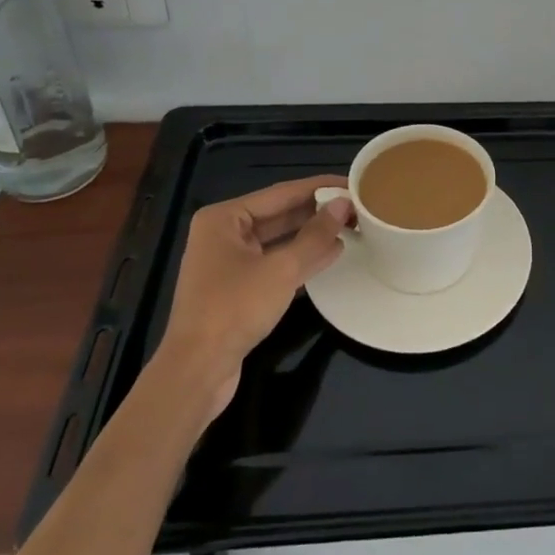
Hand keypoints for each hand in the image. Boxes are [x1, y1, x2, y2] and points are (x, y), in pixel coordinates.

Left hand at [157, 176, 352, 418]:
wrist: (196, 371)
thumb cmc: (234, 309)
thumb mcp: (281, 270)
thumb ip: (315, 236)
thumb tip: (344, 205)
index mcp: (224, 218)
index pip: (281, 193)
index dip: (320, 187)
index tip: (353, 183)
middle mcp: (223, 233)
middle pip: (279, 214)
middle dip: (317, 212)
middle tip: (357, 207)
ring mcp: (229, 262)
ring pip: (279, 239)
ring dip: (312, 235)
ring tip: (351, 227)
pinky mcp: (237, 288)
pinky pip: (274, 262)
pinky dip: (300, 258)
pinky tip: (330, 255)